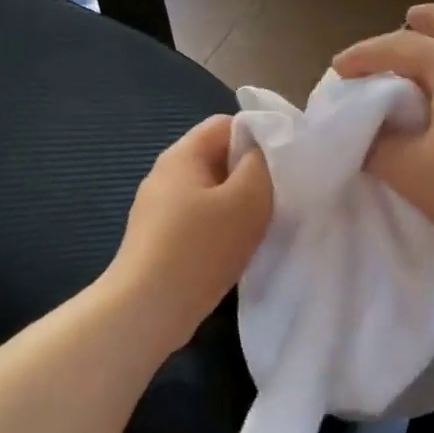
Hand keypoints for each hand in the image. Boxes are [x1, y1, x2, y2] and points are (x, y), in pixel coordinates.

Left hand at [107, 114, 272, 351]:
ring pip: (211, 192)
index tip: (285, 164)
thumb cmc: (201, 248)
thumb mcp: (246, 199)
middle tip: (278, 197)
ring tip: (262, 226)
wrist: (148, 308)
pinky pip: (200, 220)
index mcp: (182, 155)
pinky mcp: (160, 239)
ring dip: (238, 205)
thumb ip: (262, 165)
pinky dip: (222, 228)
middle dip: (251, 174)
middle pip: (218, 158)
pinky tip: (236, 249)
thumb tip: (262, 150)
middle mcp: (166, 175)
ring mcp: (159, 209)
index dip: (260, 135)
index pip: (226, 123)